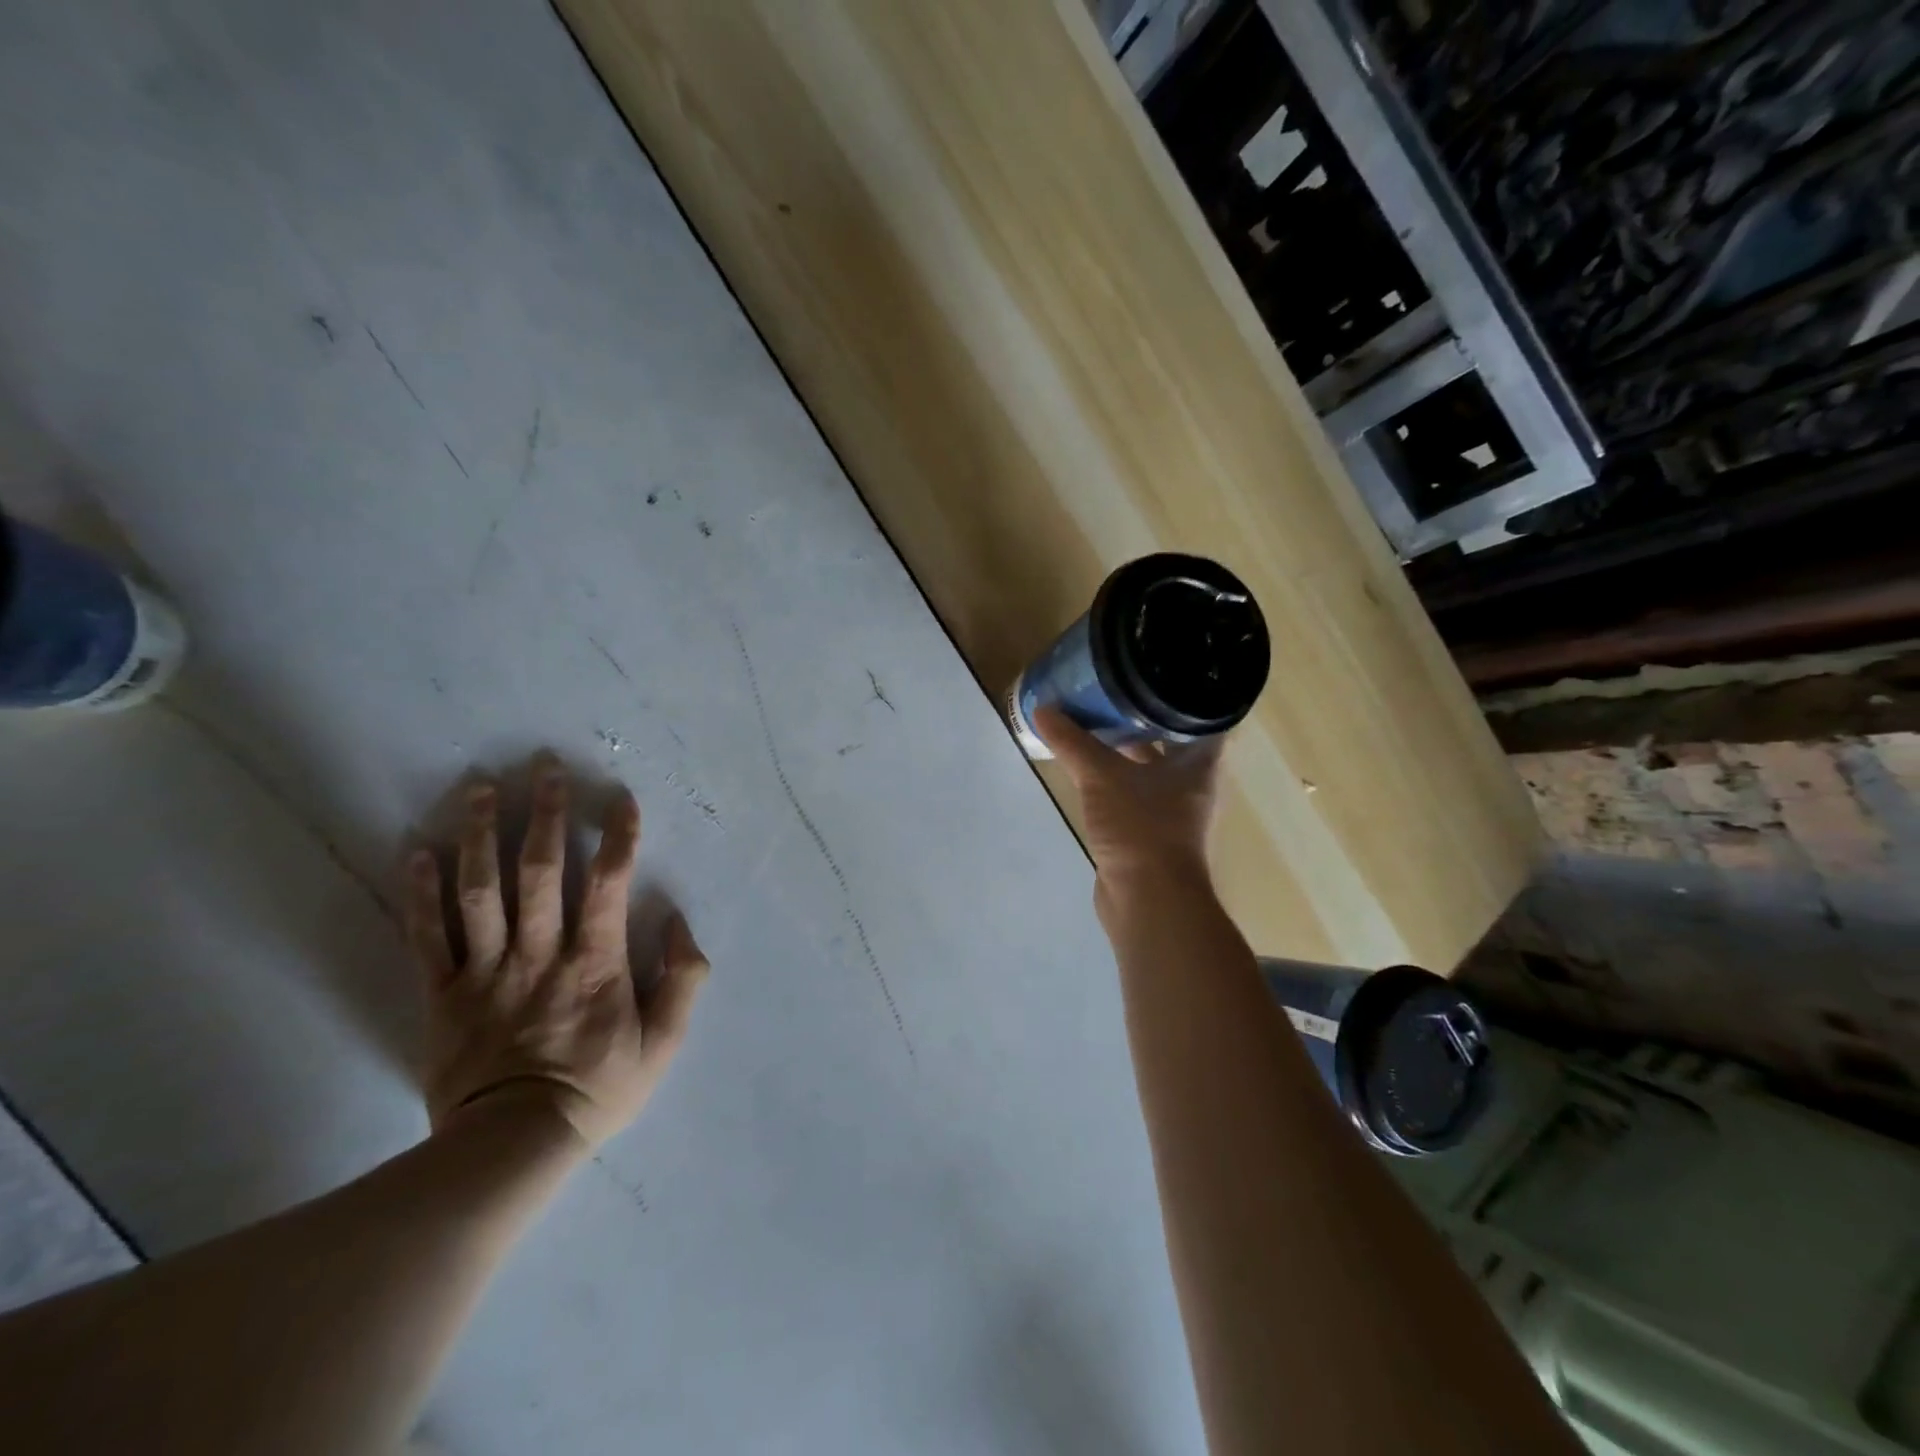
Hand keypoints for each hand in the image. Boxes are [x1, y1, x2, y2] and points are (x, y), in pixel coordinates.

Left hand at [404, 755, 709, 1149]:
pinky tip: (416, 849)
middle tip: (544, 767)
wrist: (513, 1148)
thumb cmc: (597, 1089)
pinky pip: (426, 936)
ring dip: (480, 835)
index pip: (608, 884)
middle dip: (544, 814)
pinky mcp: (443, 994)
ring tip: (479, 787)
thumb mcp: (665, 1043)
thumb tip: (678, 923)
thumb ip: (683, 979)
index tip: (620, 798)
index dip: (617, 837)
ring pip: (480, 891)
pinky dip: (419, 892)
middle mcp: (539, 954)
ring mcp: (486, 971)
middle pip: (539, 872)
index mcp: (594, 963)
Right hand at [1034, 708, 1223, 890]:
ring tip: (1096, 725)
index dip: (1182, 695)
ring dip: (1127, 751)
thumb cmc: (1141, 827)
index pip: (1202, 717)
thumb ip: (1073, 743)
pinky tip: (1089, 771)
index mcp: (1199, 764)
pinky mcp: (1150, 834)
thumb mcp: (1101, 777)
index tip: (1154, 675)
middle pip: (1172, 742)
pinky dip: (1115, 781)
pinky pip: (1133, 795)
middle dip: (1144, 720)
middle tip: (1114, 694)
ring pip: (1151, 770)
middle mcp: (1193, 784)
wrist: (1148, 900)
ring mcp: (1172, 812)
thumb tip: (1043, 709)